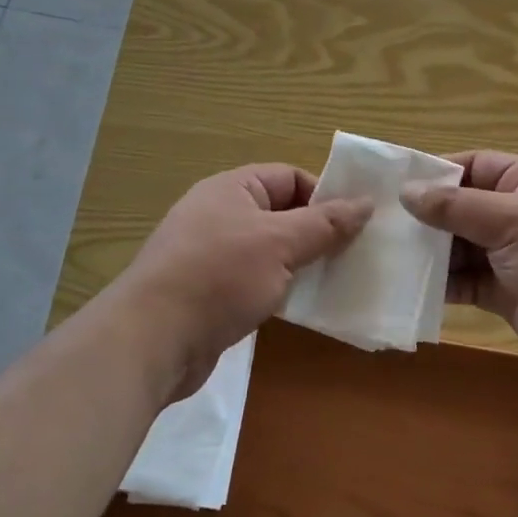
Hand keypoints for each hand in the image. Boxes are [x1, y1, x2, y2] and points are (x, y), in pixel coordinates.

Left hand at [121, 164, 371, 400]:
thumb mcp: (280, 243)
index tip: (354, 224)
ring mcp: (211, 254)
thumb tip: (366, 202)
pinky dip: (278, 288)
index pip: (290, 177)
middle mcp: (219, 214)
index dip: (324, 196)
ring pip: (269, 250)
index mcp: (232, 188)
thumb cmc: (219, 276)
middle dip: (316, 233)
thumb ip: (325, 224)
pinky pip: (254, 280)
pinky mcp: (209, 292)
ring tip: (334, 282)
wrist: (152, 339)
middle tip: (352, 255)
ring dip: (299, 264)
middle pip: (281, 214)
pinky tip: (300, 307)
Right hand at [402, 152, 517, 388]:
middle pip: (462, 208)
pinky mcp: (507, 294)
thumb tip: (407, 191)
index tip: (393, 186)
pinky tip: (410, 288)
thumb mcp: (513, 220)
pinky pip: (466, 283)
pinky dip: (442, 285)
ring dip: (430, 253)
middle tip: (379, 225)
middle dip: (426, 217)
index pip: (473, 166)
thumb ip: (457, 207)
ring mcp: (513, 256)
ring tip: (386, 257)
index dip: (435, 173)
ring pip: (461, 247)